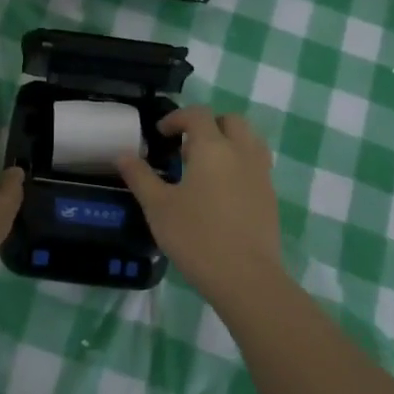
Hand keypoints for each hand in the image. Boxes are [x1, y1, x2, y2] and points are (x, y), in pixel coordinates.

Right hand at [116, 107, 285, 302]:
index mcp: (213, 147)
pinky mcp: (271, 196)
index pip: (198, 115)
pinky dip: (239, 164)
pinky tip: (222, 192)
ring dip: (227, 142)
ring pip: (248, 140)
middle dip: (207, 125)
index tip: (161, 134)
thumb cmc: (197, 237)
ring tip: (205, 168)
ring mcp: (261, 174)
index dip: (177, 118)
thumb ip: (140, 177)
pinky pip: (256, 165)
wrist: (246, 278)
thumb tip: (123, 155)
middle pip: (230, 121)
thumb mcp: (158, 207)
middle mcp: (241, 152)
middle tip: (186, 149)